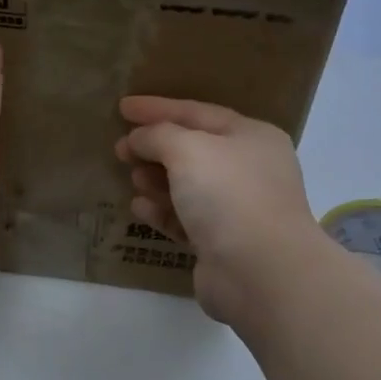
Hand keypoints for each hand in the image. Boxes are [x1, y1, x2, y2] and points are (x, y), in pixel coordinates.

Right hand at [116, 96, 326, 324]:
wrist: (260, 271)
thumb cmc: (228, 195)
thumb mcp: (188, 150)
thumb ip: (158, 135)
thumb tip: (138, 139)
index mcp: (251, 137)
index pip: (198, 112)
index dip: (158, 108)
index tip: (123, 107)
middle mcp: (248, 170)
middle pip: (193, 150)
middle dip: (155, 147)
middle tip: (120, 148)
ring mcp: (237, 209)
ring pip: (188, 186)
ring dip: (157, 179)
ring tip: (131, 177)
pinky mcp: (221, 244)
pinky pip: (185, 219)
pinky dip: (162, 210)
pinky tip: (138, 207)